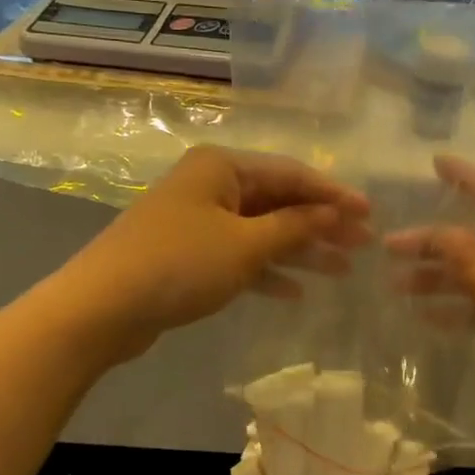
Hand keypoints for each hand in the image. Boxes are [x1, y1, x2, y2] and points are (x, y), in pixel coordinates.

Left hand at [54, 147, 369, 360]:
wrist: (104, 307)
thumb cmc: (180, 263)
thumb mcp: (245, 245)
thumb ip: (294, 227)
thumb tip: (333, 213)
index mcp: (223, 168)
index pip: (292, 174)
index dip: (334, 195)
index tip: (371, 215)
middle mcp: (211, 186)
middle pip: (279, 202)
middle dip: (321, 225)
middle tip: (364, 247)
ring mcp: (198, 221)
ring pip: (261, 232)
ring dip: (301, 251)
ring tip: (342, 271)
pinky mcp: (189, 255)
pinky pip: (239, 257)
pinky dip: (267, 272)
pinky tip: (297, 292)